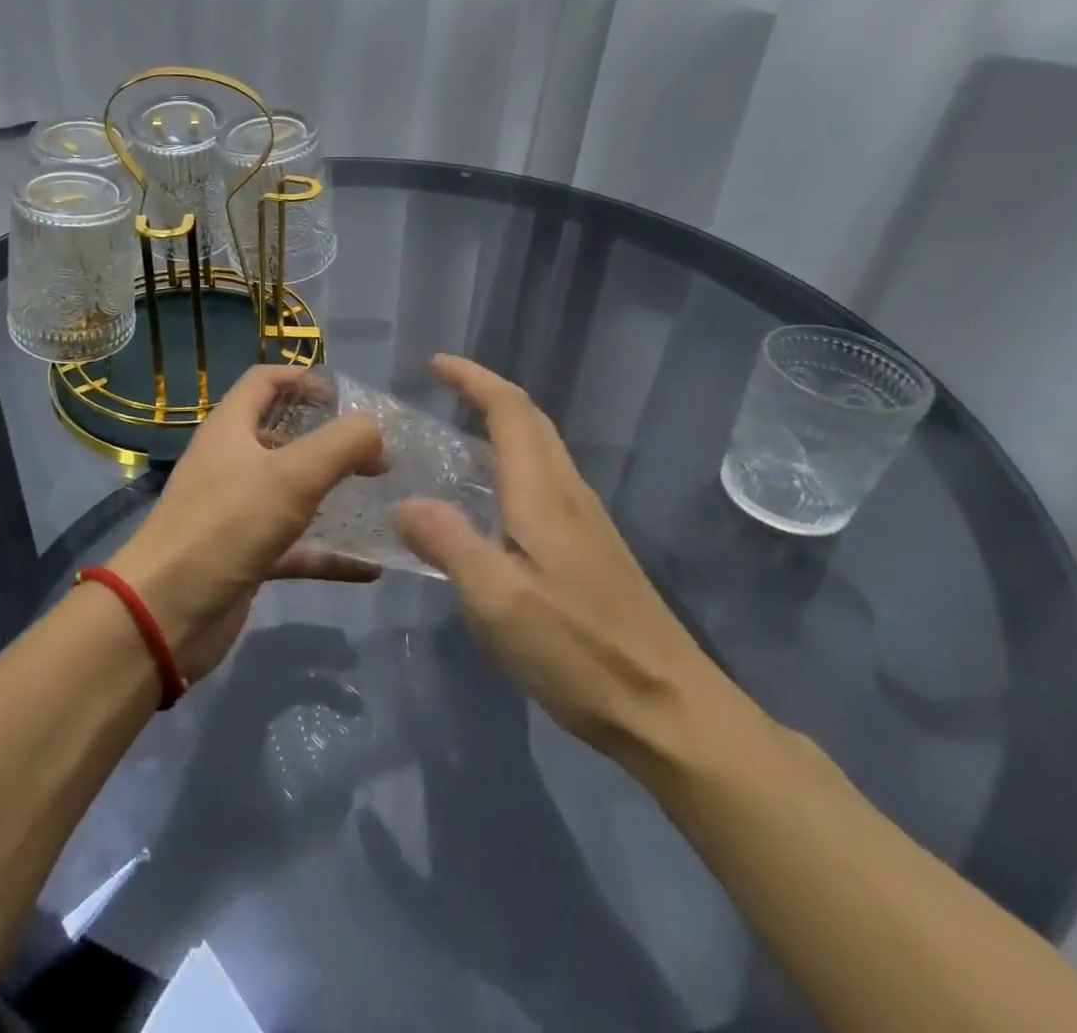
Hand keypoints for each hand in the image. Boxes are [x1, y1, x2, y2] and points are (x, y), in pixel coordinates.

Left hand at [107, 365, 386, 680]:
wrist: (166, 613)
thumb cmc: (226, 526)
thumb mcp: (292, 475)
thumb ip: (341, 443)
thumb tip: (373, 428)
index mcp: (230, 429)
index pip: (263, 382)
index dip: (302, 379)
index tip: (345, 397)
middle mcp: (229, 464)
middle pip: (280, 436)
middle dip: (326, 439)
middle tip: (374, 454)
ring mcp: (235, 513)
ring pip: (289, 493)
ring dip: (330, 493)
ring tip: (378, 498)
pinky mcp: (244, 557)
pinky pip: (294, 548)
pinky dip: (328, 553)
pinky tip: (370, 566)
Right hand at [394, 355, 723, 756]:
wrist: (670, 711)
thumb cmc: (578, 651)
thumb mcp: (496, 599)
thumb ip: (448, 542)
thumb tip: (407, 502)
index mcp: (543, 494)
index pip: (510, 410)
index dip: (473, 378)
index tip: (434, 364)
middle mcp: (569, 495)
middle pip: (532, 421)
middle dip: (487, 392)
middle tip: (440, 390)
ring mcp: (587, 523)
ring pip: (542, 450)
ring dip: (502, 425)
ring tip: (456, 435)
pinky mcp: (592, 551)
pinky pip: (545, 482)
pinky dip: (513, 463)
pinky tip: (490, 500)